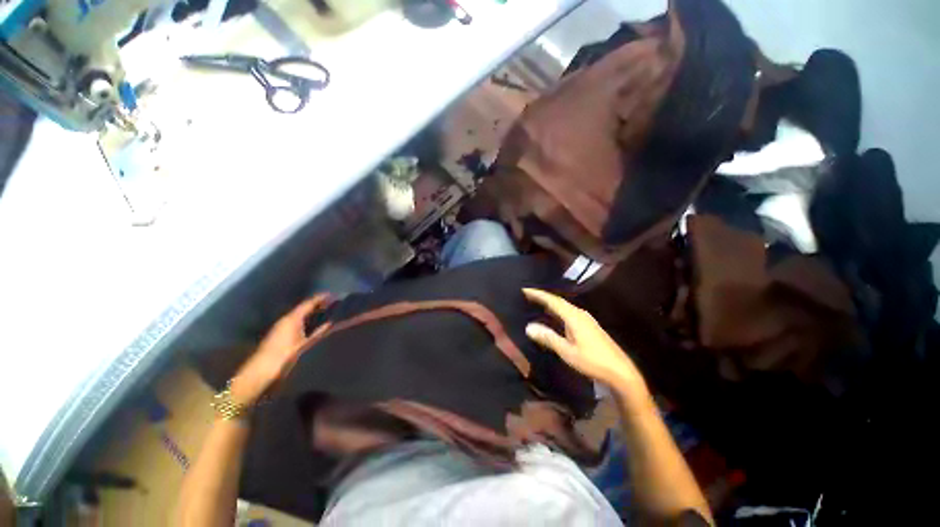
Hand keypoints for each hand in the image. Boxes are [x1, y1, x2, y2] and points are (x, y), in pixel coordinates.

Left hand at [230, 295, 331, 405]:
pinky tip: (314, 326)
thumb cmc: (283, 357)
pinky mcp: (279, 336)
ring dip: (312, 313)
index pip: (309, 303)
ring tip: (327, 313)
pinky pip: (297, 322)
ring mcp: (281, 328)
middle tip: (334, 304)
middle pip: (304, 308)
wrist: (258, 374)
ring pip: (300, 315)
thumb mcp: (305, 345)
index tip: (334, 295)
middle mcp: (285, 320)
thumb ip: (319, 332)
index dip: (321, 298)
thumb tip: (332, 322)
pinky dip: (307, 321)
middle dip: (318, 305)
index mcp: (292, 318)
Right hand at [523, 288, 646, 393]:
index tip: (525, 289)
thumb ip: (548, 338)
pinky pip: (569, 312)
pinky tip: (555, 316)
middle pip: (558, 301)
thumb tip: (528, 327)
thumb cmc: (592, 361)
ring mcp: (586, 319)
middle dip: (543, 297)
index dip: (538, 294)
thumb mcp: (567, 351)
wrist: (620, 371)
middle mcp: (580, 314)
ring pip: (564, 306)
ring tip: (538, 302)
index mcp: (574, 317)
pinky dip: (558, 310)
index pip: (553, 300)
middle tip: (528, 294)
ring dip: (551, 303)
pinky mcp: (589, 325)